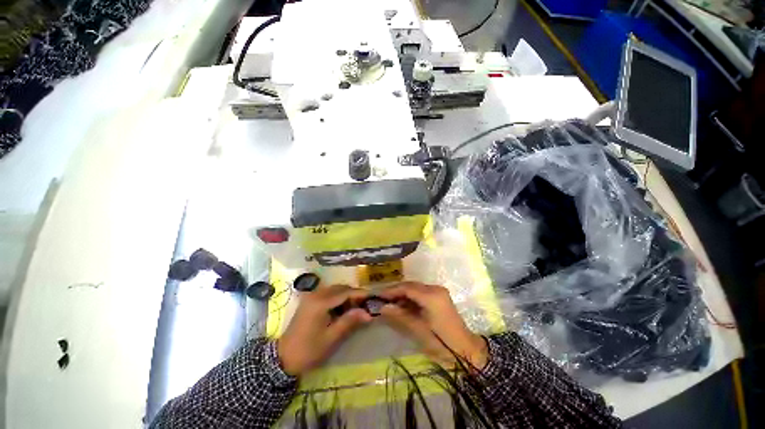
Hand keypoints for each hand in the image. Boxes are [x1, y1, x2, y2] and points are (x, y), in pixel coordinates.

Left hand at [277, 285, 371, 375]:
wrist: (282, 358)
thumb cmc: (308, 350)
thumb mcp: (331, 338)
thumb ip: (349, 322)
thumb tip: (368, 313)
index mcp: (320, 302)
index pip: (345, 292)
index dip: (360, 294)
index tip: (373, 297)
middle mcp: (316, 294)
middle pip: (340, 288)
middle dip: (354, 294)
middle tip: (366, 305)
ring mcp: (311, 296)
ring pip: (335, 290)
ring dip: (346, 296)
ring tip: (356, 308)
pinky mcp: (309, 300)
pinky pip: (328, 293)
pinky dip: (338, 298)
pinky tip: (343, 308)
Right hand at [379, 282, 487, 369]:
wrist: (465, 350)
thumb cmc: (441, 342)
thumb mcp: (418, 329)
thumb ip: (400, 316)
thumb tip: (382, 307)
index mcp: (431, 296)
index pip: (407, 288)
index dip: (391, 291)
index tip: (378, 296)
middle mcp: (435, 288)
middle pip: (411, 285)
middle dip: (396, 291)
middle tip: (382, 299)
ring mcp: (438, 291)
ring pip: (415, 288)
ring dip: (403, 294)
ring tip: (390, 302)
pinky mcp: (440, 296)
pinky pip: (421, 292)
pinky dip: (411, 297)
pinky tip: (402, 304)